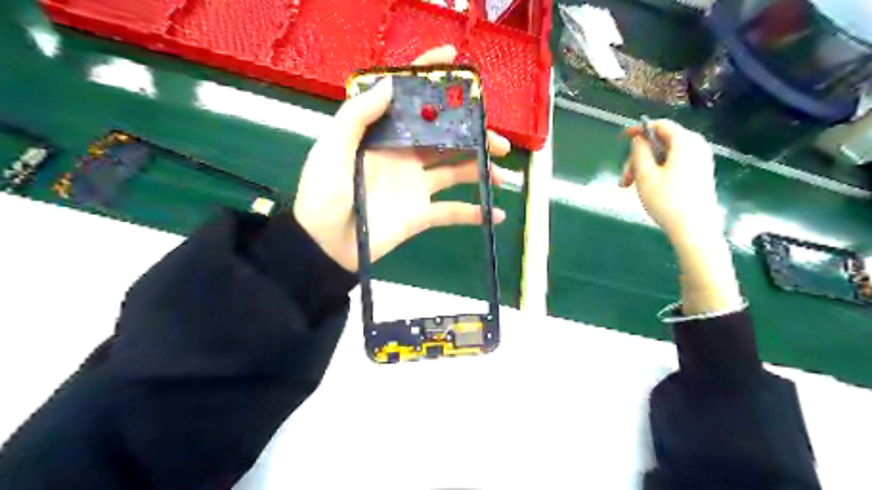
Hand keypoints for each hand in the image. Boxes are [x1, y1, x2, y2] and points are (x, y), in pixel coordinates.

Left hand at [292, 46, 512, 272]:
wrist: (325, 244)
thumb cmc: (324, 193)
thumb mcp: (332, 149)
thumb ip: (357, 116)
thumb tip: (390, 84)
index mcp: (385, 136)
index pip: (412, 103)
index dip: (433, 81)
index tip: (458, 64)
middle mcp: (405, 157)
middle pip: (447, 139)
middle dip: (476, 137)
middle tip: (500, 143)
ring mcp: (416, 187)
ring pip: (457, 172)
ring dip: (481, 171)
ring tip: (501, 175)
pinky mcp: (421, 215)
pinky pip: (452, 212)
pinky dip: (474, 213)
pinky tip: (495, 214)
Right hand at [620, 118, 721, 243]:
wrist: (694, 229)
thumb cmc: (667, 200)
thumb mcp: (645, 175)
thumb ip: (639, 152)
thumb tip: (639, 139)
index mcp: (685, 142)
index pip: (660, 125)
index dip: (639, 130)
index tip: (621, 139)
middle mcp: (696, 147)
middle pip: (661, 143)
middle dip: (638, 158)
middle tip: (624, 179)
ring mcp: (699, 162)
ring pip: (665, 156)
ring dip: (644, 168)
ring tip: (631, 188)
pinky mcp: (698, 175)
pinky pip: (673, 166)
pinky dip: (657, 173)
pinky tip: (647, 189)